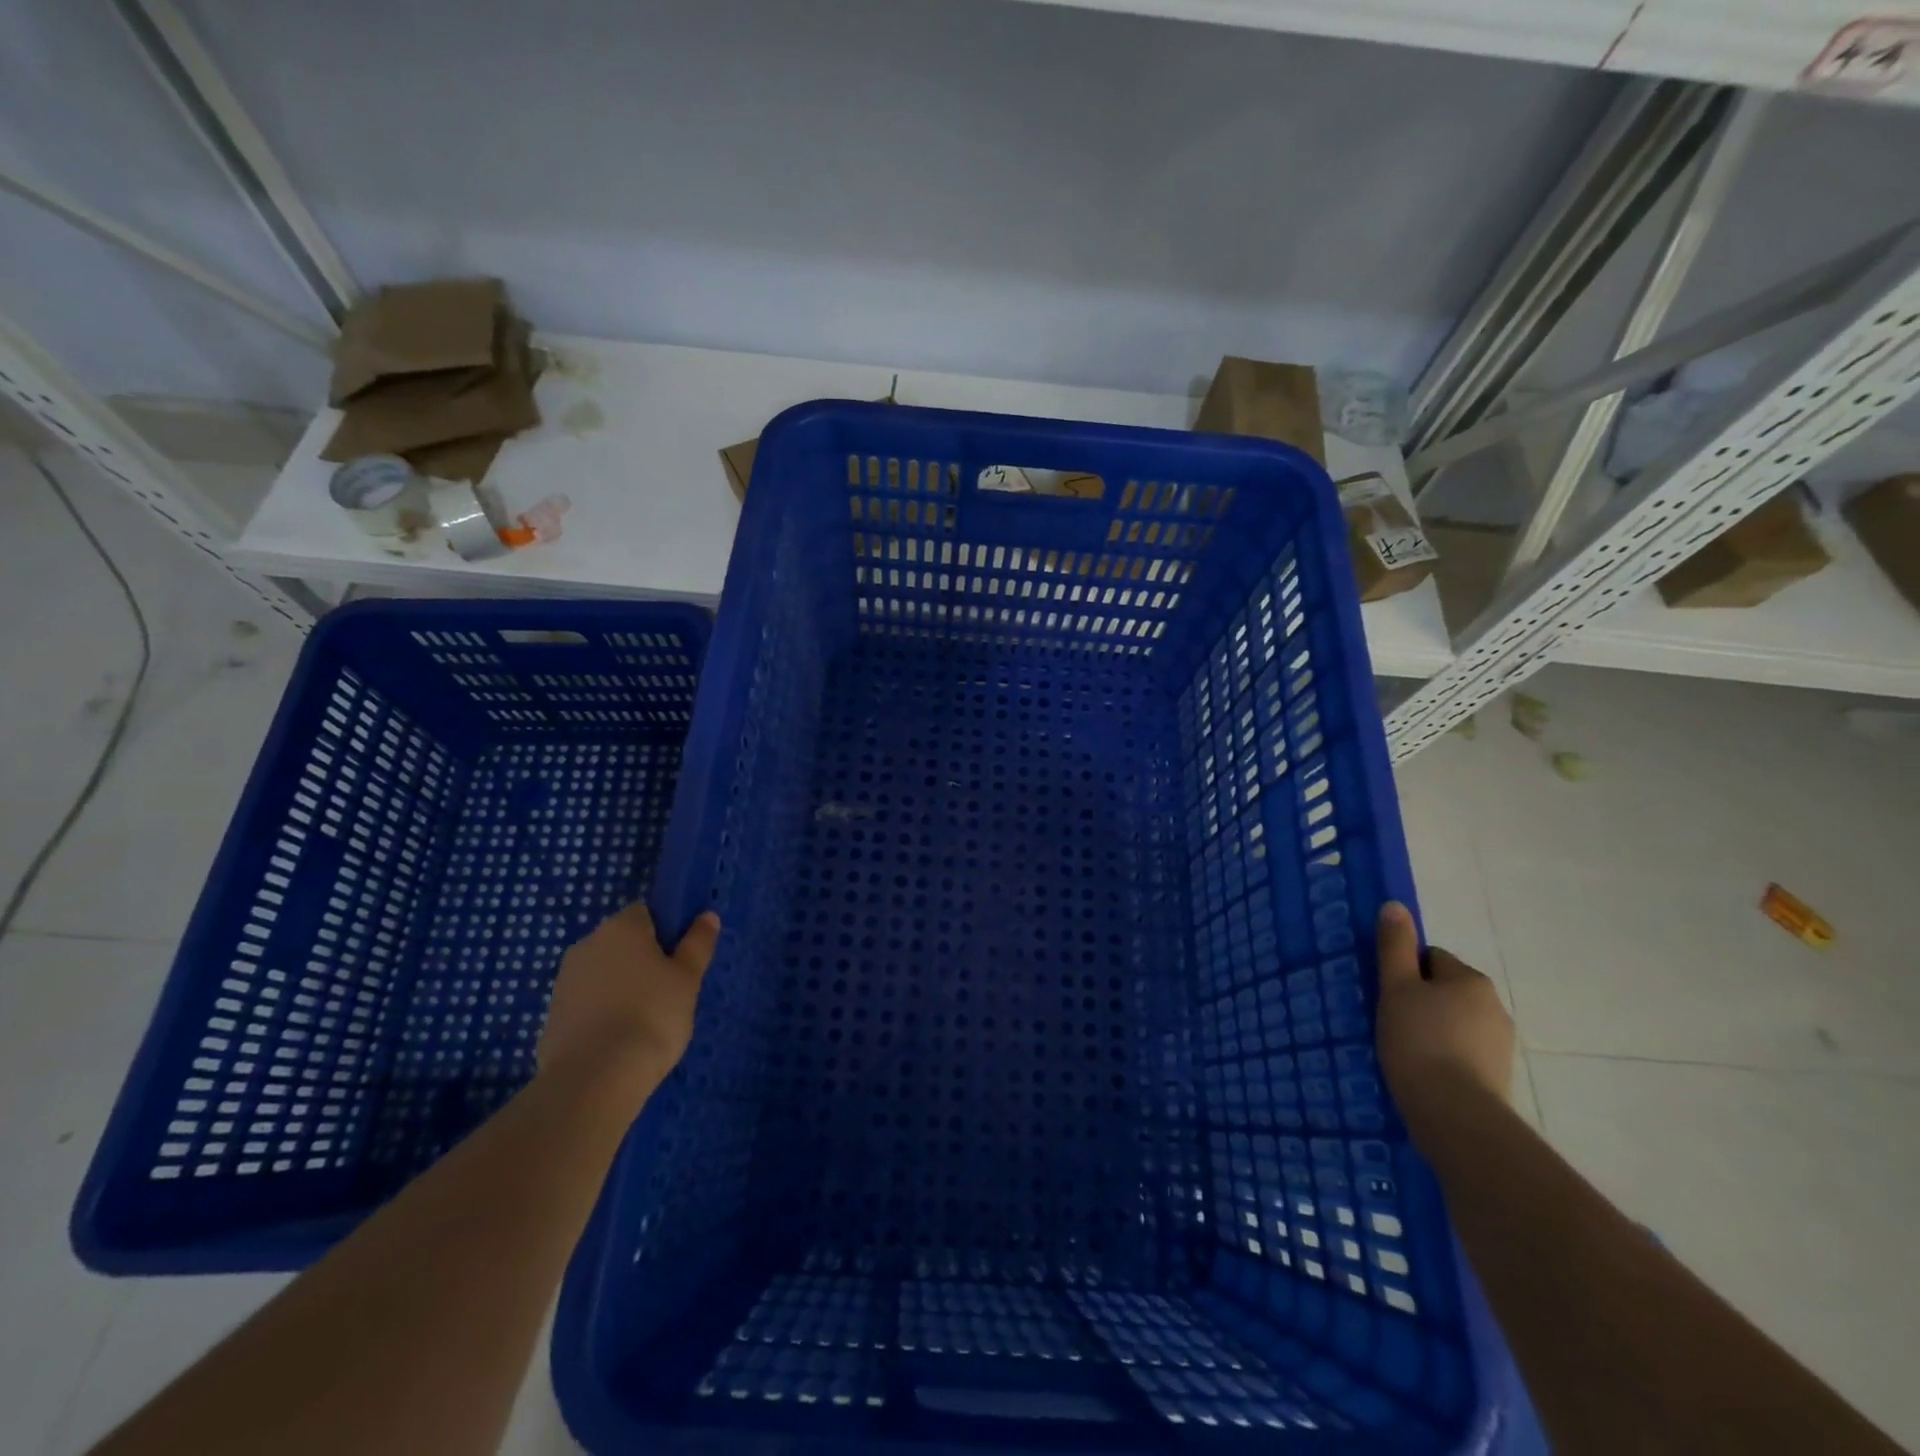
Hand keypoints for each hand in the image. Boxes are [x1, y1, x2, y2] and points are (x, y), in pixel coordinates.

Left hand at [538, 903, 719, 1088]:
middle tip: (669, 992)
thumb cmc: (652, 1015)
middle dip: (643, 961)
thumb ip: (698, 944)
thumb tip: (707, 916)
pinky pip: (587, 1003)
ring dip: (622, 987)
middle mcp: (587, 944)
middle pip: (623, 943)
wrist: (594, 1078)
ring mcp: (564, 981)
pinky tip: (619, 1039)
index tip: (680, 961)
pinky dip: (602, 1013)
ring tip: (645, 1021)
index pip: (647, 913)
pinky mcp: (551, 1016)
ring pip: (604, 974)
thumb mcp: (688, 978)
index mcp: (621, 927)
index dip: (666, 933)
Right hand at [1375, 901, 1513, 1106]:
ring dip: (1431, 1029)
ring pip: (1454, 1022)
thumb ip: (1395, 946)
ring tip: (1402, 1049)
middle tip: (1389, 1020)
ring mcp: (1500, 1044)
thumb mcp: (1396, 987)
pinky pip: (1462, 1052)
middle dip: (1419, 1001)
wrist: (1455, 1114)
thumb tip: (1395, 905)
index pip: (1432, 958)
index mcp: (1471, 980)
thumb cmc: (1419, 1040)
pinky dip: (1443, 1055)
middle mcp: (1494, 1006)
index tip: (1385, 993)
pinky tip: (1422, 1070)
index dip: (1404, 972)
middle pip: (1444, 990)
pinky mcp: (1497, 1076)